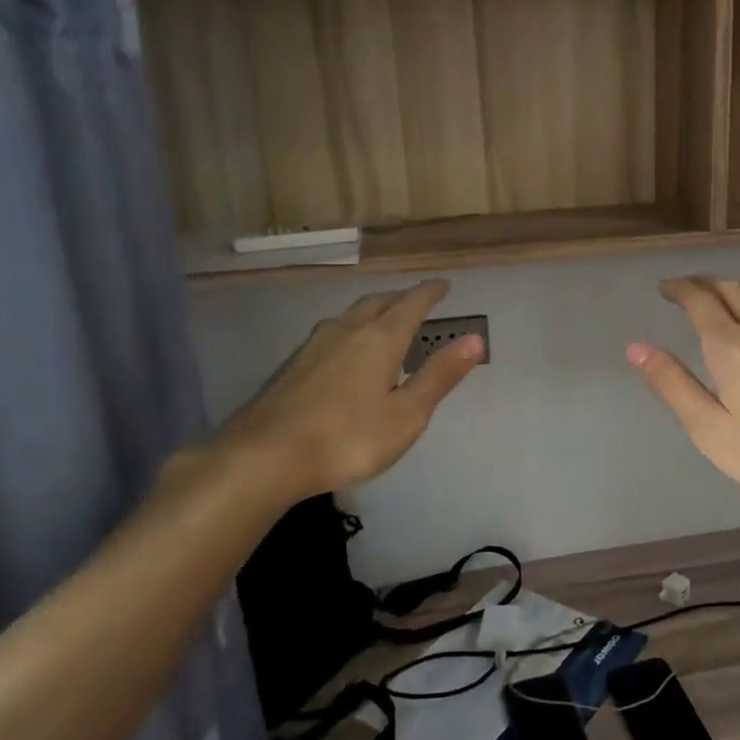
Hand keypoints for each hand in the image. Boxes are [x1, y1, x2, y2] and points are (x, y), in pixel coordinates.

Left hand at [216, 280, 482, 501]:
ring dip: (373, 312)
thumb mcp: (406, 415)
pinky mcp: (292, 365)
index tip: (443, 284)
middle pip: (378, 303)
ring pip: (350, 316)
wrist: (264, 456)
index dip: (430, 293)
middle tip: (417, 301)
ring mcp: (314, 346)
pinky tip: (346, 352)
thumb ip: (439, 376)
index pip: (411, 304)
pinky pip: (332, 333)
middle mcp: (346, 331)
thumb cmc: (348, 438)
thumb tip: (475, 339)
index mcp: (379, 339)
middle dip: (401, 298)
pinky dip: (351, 330)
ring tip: (384, 321)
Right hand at [628, 277, 739, 514]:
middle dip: (703, 284)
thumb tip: (637, 348)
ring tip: (715, 303)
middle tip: (683, 291)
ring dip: (730, 292)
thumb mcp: (711, 429)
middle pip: (731, 289)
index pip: (700, 301)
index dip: (679, 289)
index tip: (663, 288)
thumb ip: (673, 386)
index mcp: (732, 346)